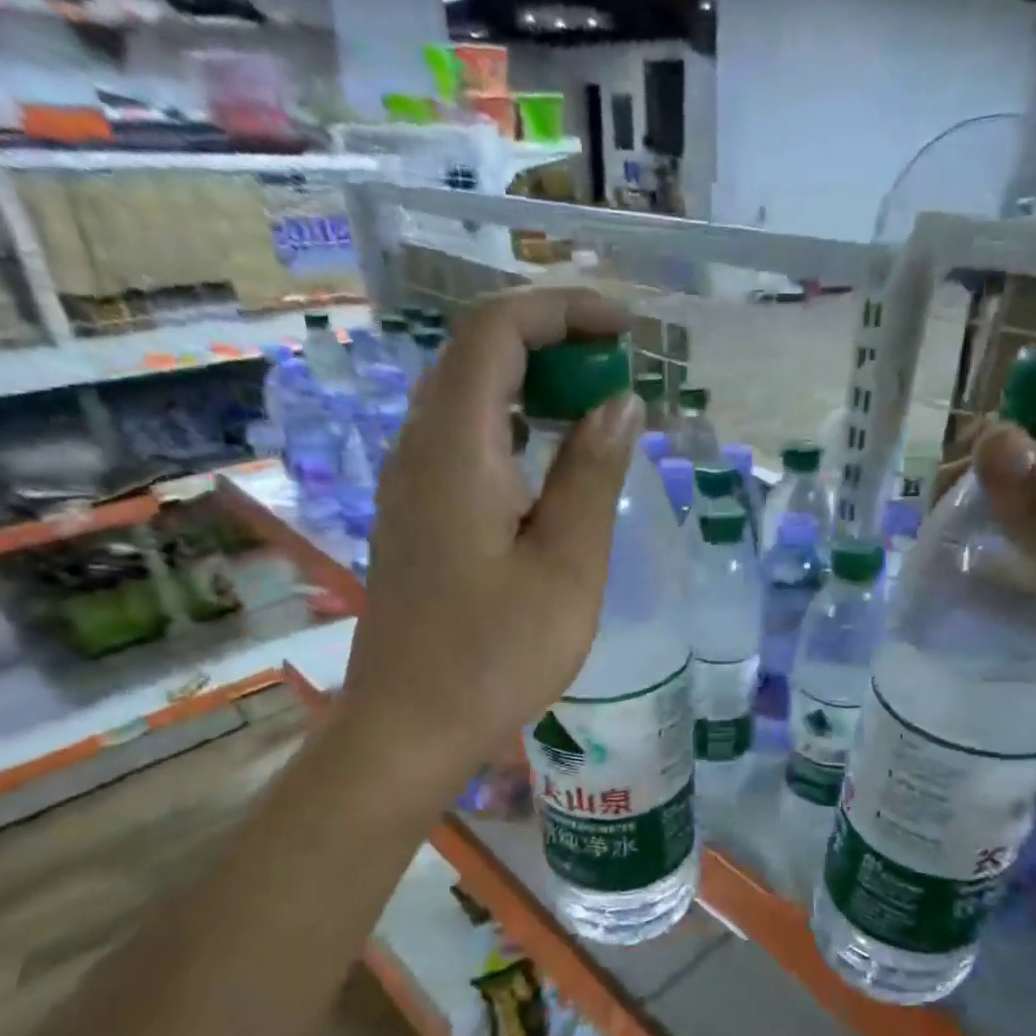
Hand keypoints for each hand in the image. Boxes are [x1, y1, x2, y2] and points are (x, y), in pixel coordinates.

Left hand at [338, 288, 641, 779]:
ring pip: (468, 394)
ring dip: (532, 381)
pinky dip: (512, 423)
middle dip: (553, 340)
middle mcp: (419, 446)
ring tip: (595, 405)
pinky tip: (551, 458)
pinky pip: (462, 437)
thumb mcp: (566, 565)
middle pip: (477, 352)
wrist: (410, 725)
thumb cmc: (497, 655)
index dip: (562, 311)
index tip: (626, 331)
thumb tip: (619, 402)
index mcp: (455, 447)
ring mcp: (409, 479)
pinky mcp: (416, 511)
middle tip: (619, 369)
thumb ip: (592, 473)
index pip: (496, 330)